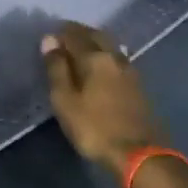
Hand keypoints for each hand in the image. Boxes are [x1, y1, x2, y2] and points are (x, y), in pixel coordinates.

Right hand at [41, 22, 161, 175]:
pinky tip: (100, 66)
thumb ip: (57, 69)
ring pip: (110, 46)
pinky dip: (105, 56)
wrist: (139, 155)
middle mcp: (115, 56)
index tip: (48, 36)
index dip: (59, 33)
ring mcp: (130, 70)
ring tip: (80, 49)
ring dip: (94, 42)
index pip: (74, 34)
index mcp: (95, 57)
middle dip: (79, 32)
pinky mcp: (139, 85)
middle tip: (64, 37)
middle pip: (96, 35)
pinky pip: (118, 59)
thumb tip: (49, 40)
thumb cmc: (94, 128)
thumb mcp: (65, 101)